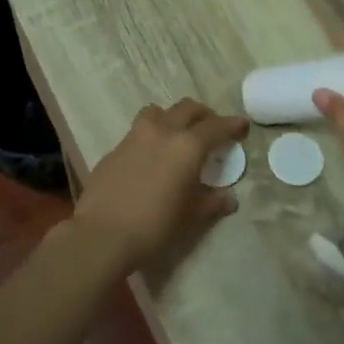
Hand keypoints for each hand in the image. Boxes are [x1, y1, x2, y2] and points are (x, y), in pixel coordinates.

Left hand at [73, 99, 248, 271]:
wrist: (102, 234)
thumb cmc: (155, 225)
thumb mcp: (191, 216)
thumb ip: (212, 202)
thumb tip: (229, 198)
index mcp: (187, 146)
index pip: (215, 127)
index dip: (231, 125)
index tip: (242, 126)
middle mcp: (162, 132)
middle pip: (187, 109)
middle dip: (204, 115)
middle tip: (212, 129)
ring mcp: (134, 137)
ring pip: (157, 112)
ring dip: (172, 118)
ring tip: (177, 135)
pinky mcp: (114, 150)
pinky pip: (137, 132)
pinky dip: (150, 137)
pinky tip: (150, 158)